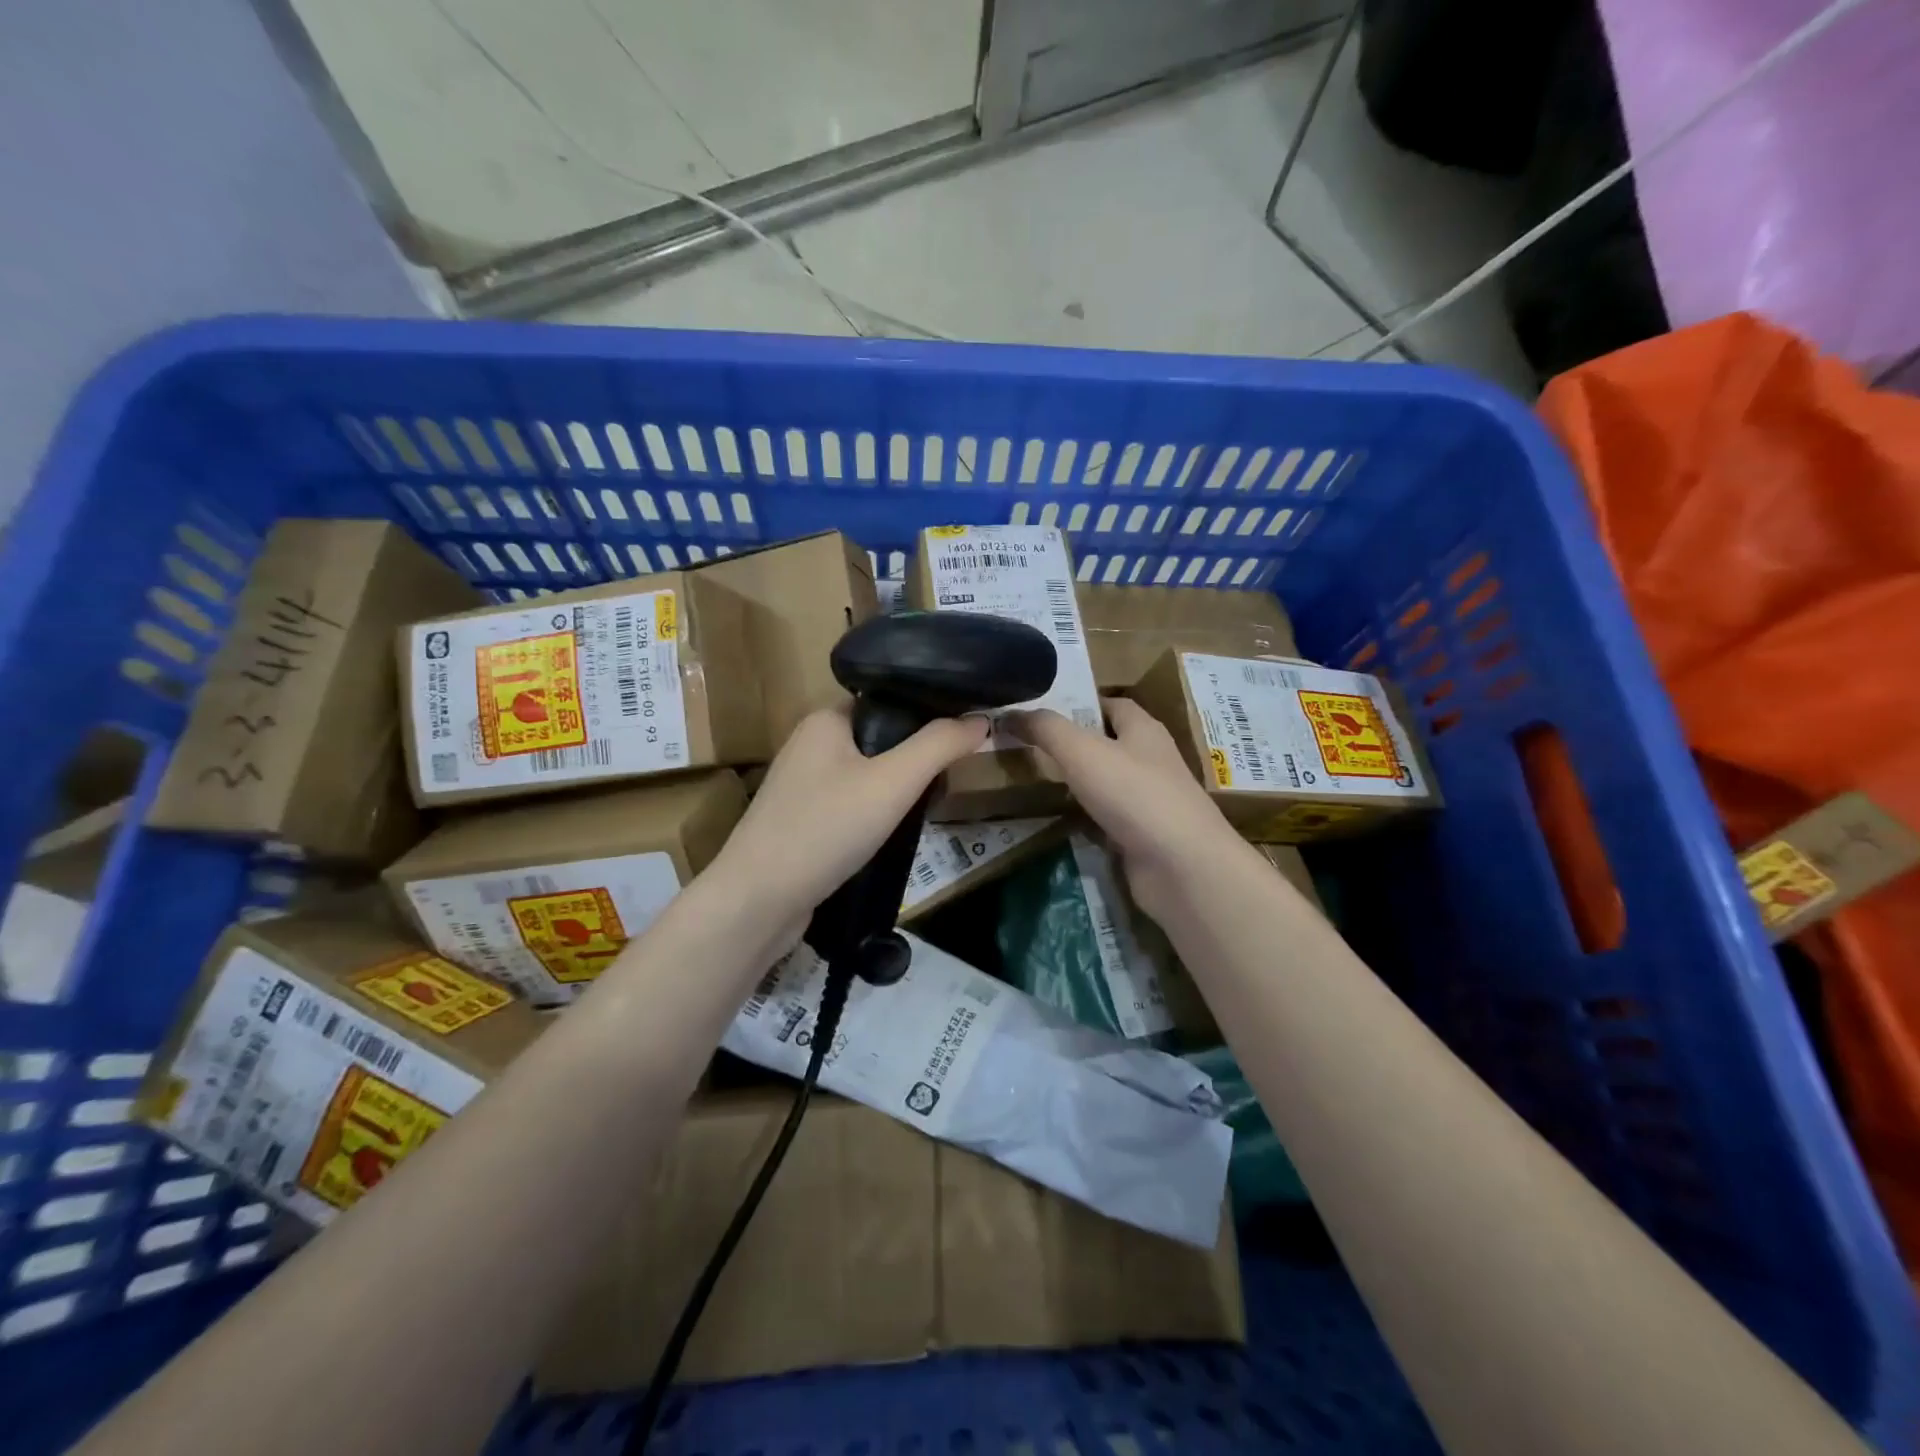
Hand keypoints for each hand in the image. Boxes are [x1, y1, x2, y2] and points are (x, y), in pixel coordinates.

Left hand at [707, 706, 989, 934]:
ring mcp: (802, 786)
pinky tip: (893, 833)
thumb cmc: (826, 828)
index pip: (887, 701)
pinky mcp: (801, 822)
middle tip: (949, 779)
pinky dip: (875, 814)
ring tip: (928, 806)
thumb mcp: (893, 782)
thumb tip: (983, 719)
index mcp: (825, 719)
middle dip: (915, 758)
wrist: (758, 901)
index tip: (963, 735)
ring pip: (866, 775)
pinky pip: (850, 805)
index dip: (927, 714)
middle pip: (880, 739)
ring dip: (896, 790)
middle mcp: (810, 745)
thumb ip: (939, 746)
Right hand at [1007, 698, 1245, 918]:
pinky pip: (1106, 821)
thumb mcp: (1082, 751)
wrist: (1181, 867)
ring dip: (1077, 783)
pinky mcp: (1142, 838)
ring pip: (1106, 784)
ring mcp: (1149, 802)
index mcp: (1144, 730)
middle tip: (1027, 745)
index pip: (1113, 705)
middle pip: (1108, 744)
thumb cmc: (1134, 794)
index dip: (1081, 703)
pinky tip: (1055, 820)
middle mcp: (1151, 761)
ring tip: (1032, 780)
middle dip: (1072, 744)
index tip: (1042, 710)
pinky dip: (1084, 820)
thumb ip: (1046, 729)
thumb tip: (1011, 712)